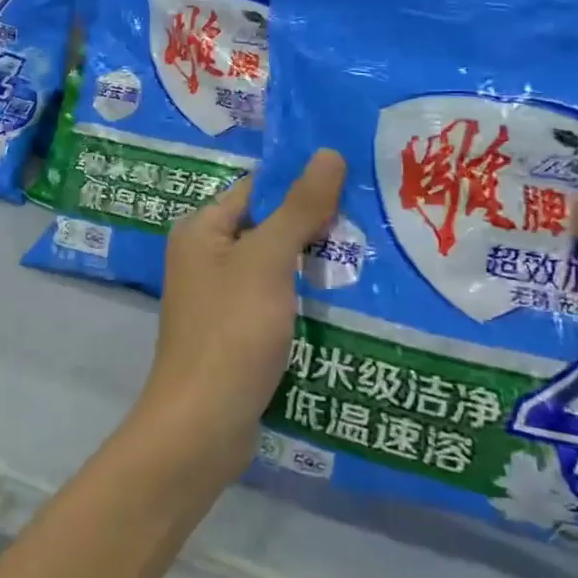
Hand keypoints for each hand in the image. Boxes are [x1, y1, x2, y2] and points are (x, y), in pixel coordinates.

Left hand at [140, 152, 346, 482]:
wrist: (203, 424)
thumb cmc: (231, 330)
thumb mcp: (268, 261)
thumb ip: (298, 208)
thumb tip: (328, 152)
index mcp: (201, 230)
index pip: (257, 190)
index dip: (301, 183)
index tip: (355, 179)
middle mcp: (205, 257)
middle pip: (268, 228)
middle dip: (316, 226)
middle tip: (376, 219)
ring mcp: (220, 298)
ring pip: (276, 268)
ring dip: (315, 265)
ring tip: (376, 255)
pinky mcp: (237, 333)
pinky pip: (276, 302)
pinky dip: (306, 299)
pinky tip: (350, 301)